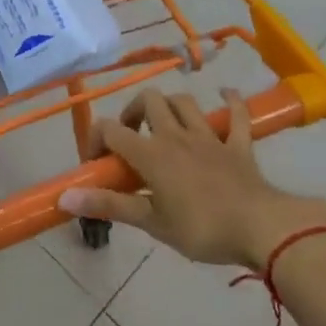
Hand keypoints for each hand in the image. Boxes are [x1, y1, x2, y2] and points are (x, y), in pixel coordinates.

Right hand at [58, 88, 325, 271]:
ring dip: (171, 107)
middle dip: (134, 112)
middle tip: (132, 138)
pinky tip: (225, 96)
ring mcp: (209, 136)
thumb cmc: (201, 229)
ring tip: (165, 125)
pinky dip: (230, 102)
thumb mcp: (151, 222)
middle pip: (149, 100)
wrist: (261, 228)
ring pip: (184, 102)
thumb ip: (109, 205)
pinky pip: (236, 114)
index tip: (97, 164)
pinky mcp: (238, 144)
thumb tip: (64, 197)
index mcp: (151, 154)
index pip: (111, 129)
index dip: (95, 140)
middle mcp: (176, 135)